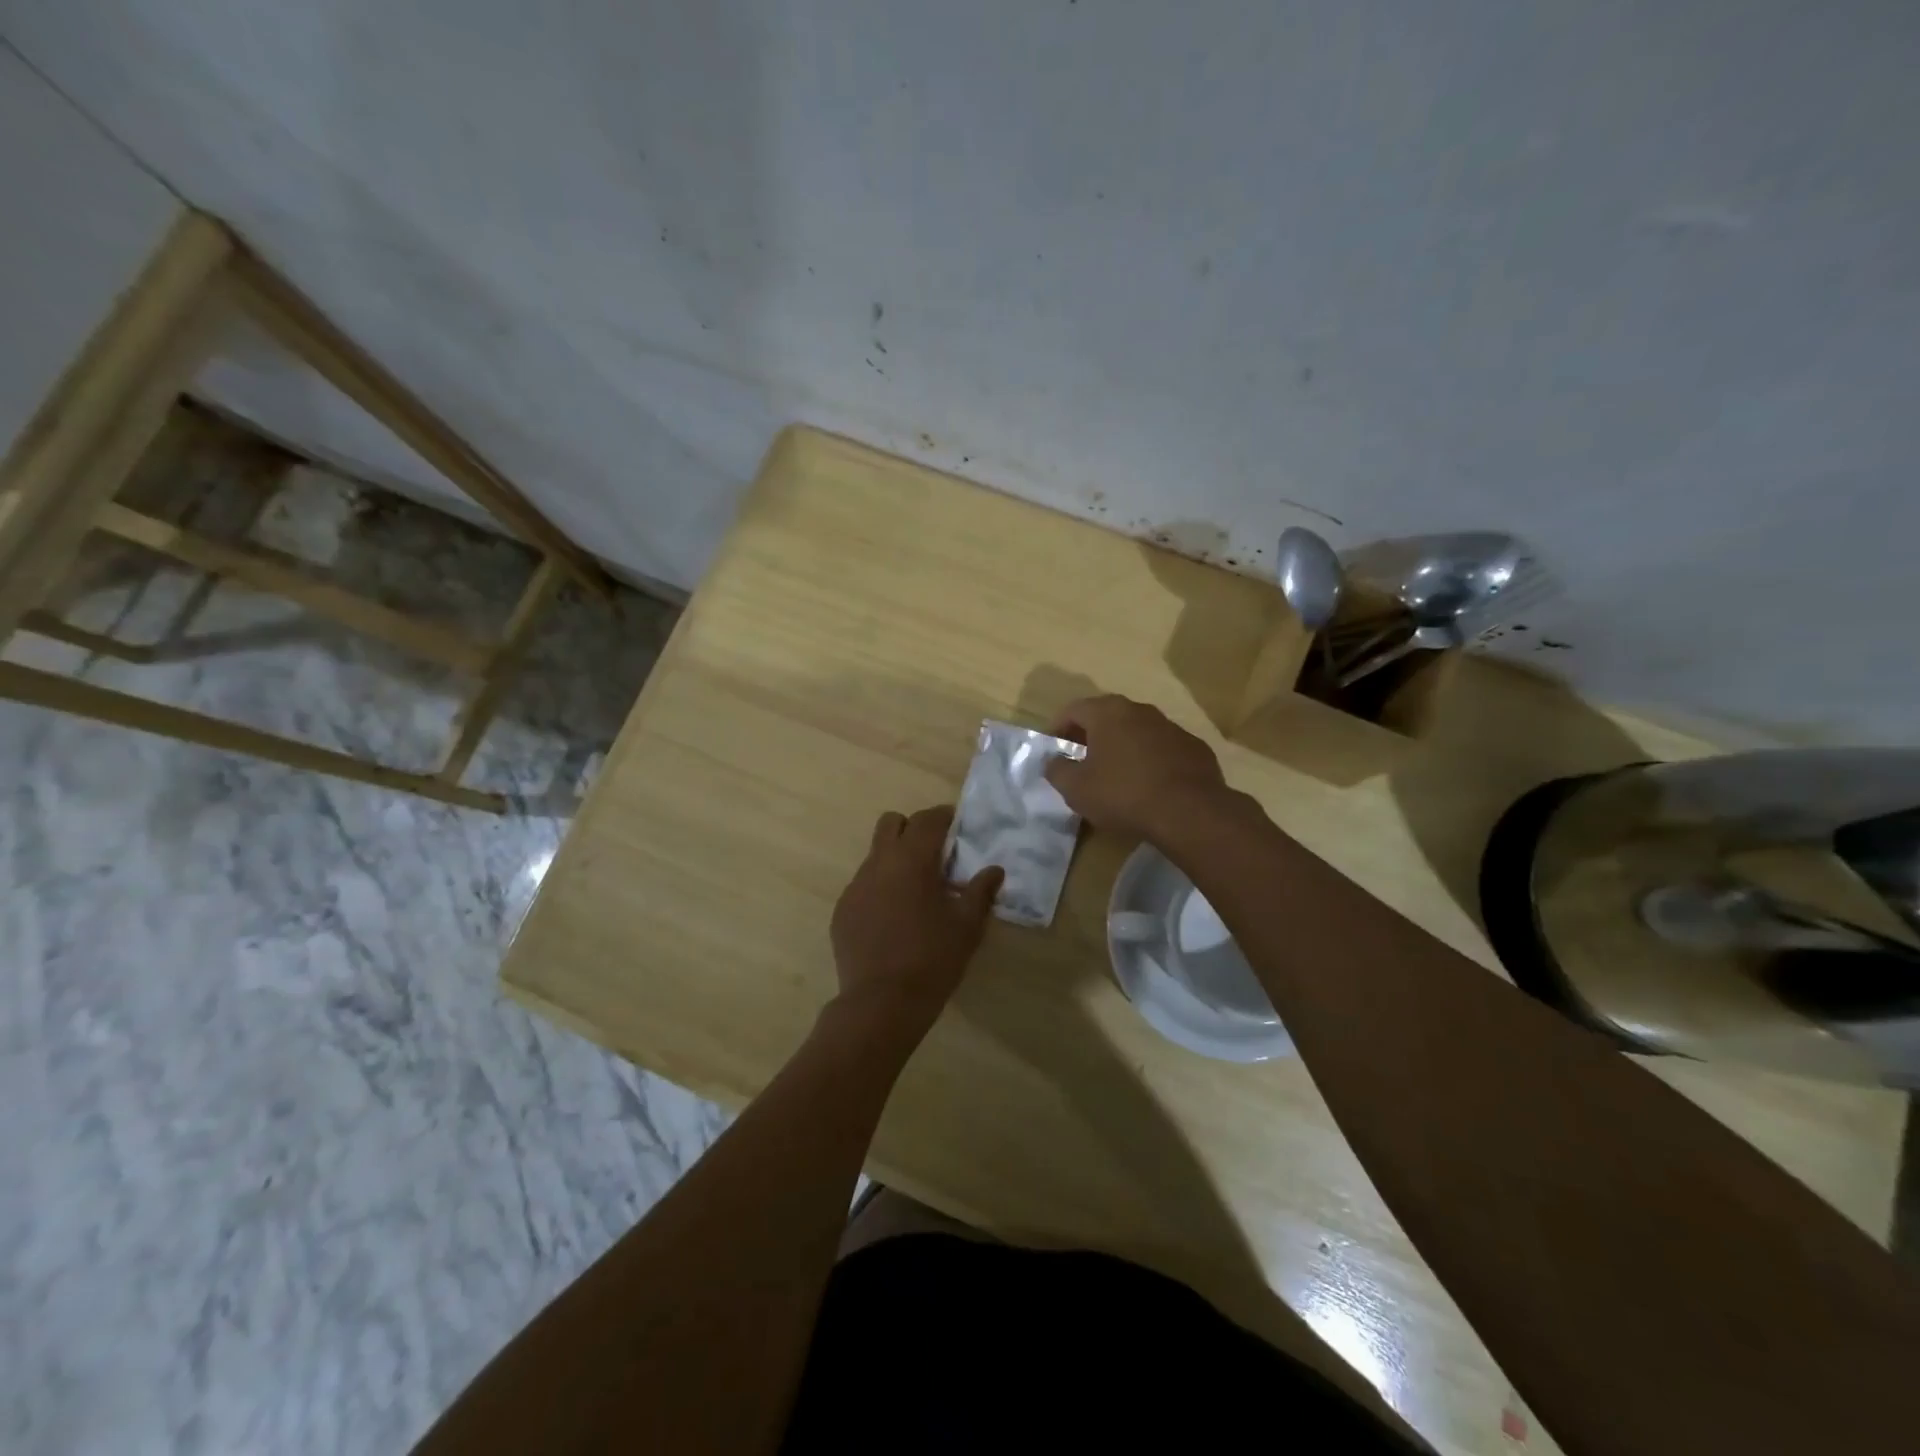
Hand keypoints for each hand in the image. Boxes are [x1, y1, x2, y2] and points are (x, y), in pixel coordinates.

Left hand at [829, 806, 1002, 1034]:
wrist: (881, 1003)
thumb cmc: (932, 959)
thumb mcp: (967, 926)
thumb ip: (981, 892)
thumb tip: (994, 870)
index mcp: (911, 860)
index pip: (927, 819)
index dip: (944, 817)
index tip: (958, 827)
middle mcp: (878, 864)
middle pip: (891, 823)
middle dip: (913, 829)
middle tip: (934, 855)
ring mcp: (855, 886)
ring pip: (875, 855)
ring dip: (896, 860)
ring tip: (915, 892)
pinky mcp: (842, 910)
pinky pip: (863, 885)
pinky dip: (880, 889)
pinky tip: (893, 919)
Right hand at [1043, 694, 1232, 841]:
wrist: (1189, 811)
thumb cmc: (1123, 794)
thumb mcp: (1076, 789)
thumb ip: (1057, 770)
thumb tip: (1053, 761)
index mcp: (1108, 713)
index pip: (1073, 709)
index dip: (1058, 727)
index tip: (1053, 748)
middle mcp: (1140, 710)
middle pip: (1107, 715)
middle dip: (1091, 734)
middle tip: (1081, 758)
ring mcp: (1171, 727)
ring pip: (1137, 730)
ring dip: (1122, 745)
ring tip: (1115, 773)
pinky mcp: (1194, 747)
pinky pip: (1162, 748)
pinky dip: (1150, 759)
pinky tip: (1148, 784)